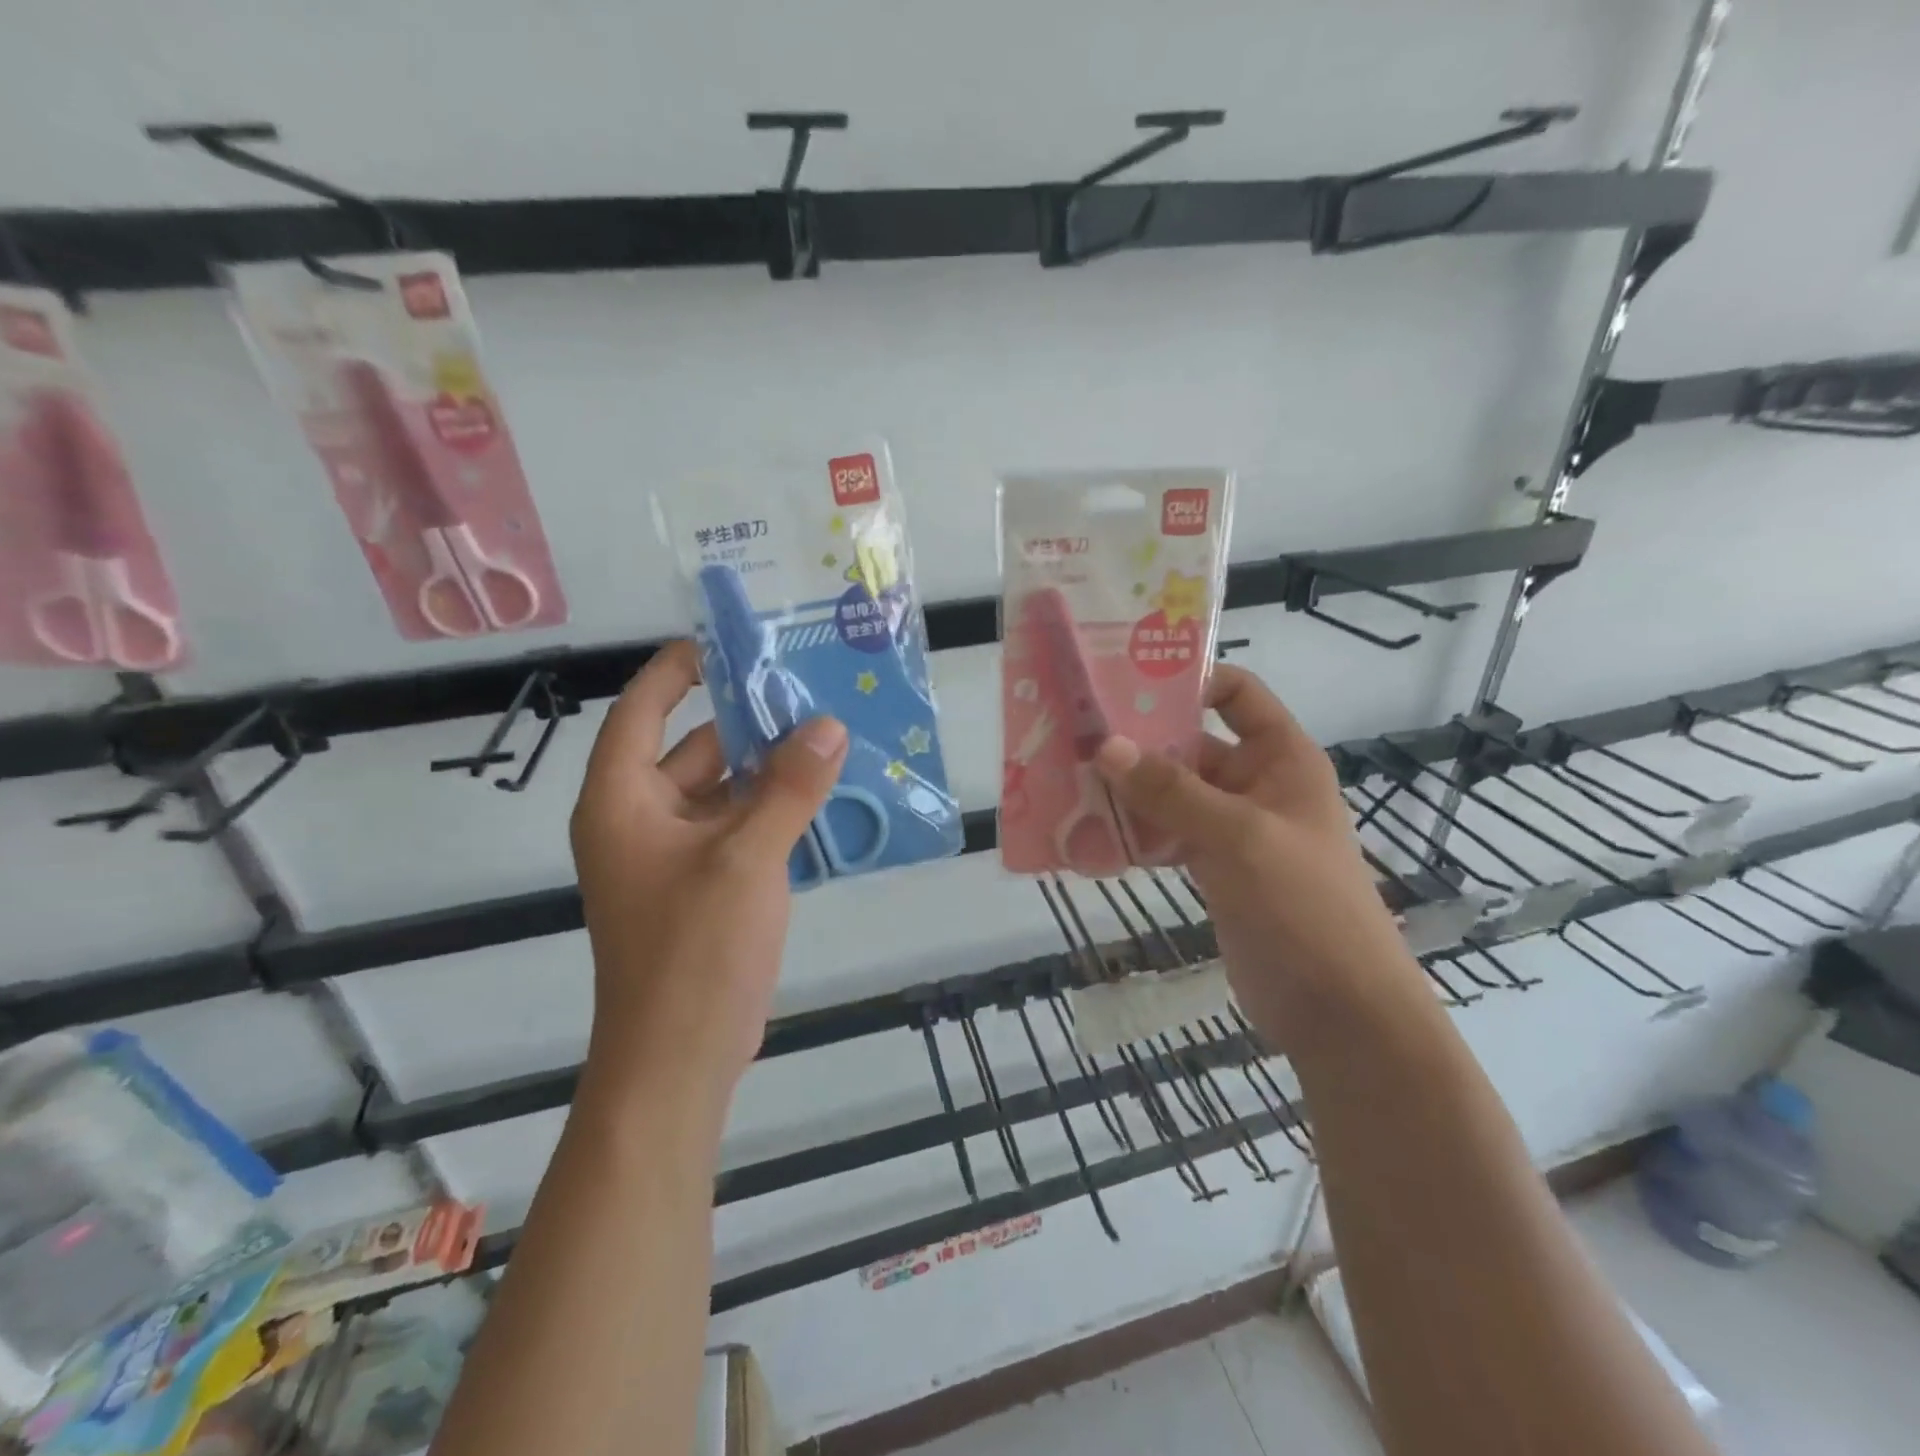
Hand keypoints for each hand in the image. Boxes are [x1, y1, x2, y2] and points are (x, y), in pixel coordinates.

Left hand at [570, 641, 847, 1115]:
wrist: (679, 1059)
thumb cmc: (694, 950)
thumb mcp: (746, 859)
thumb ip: (789, 788)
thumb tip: (829, 727)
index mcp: (623, 800)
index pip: (642, 709)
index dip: (679, 669)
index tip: (731, 643)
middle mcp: (642, 818)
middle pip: (695, 747)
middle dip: (751, 722)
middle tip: (813, 692)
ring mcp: (676, 855)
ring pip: (726, 790)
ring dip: (773, 769)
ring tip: (833, 737)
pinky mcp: (706, 884)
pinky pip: (742, 827)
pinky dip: (778, 810)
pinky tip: (829, 796)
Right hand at [1094, 666, 1422, 1052]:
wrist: (1337, 1009)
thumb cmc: (1302, 905)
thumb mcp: (1238, 836)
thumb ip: (1171, 791)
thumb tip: (1105, 746)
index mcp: (1281, 758)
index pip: (1237, 695)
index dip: (1190, 681)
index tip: (1125, 683)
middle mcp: (1257, 784)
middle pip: (1191, 745)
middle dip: (1138, 743)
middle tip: (1074, 736)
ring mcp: (1234, 830)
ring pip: (1173, 795)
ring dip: (1128, 792)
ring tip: (1068, 782)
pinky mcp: (1215, 870)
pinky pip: (1168, 837)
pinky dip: (1135, 835)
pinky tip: (1089, 835)